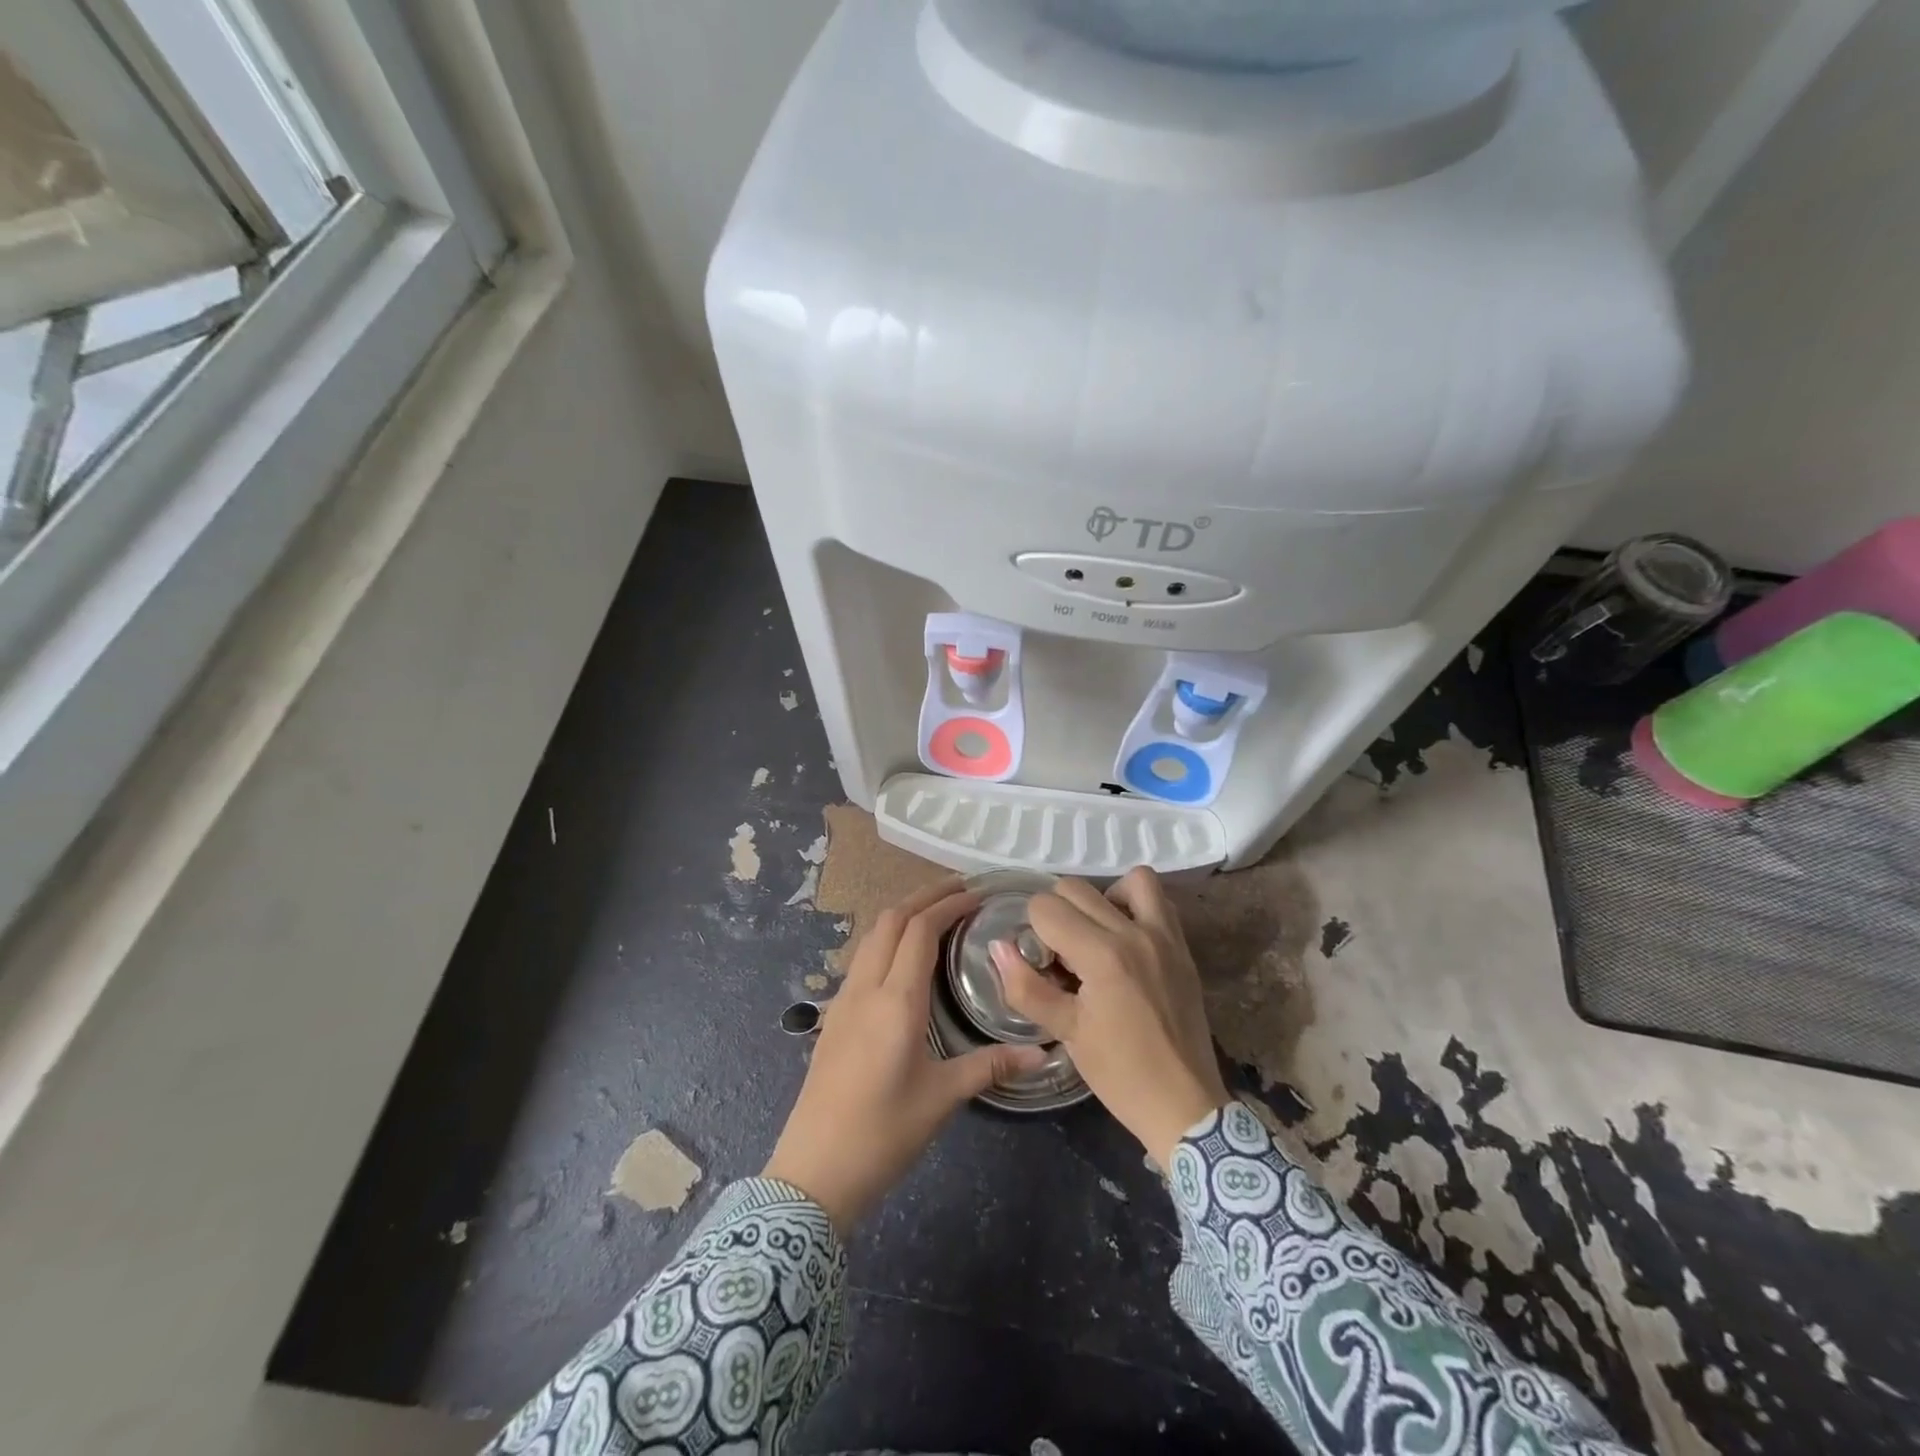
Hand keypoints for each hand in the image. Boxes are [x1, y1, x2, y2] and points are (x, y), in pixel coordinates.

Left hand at [764, 878, 1048, 1231]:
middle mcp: (865, 988)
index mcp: (895, 1001)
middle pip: (890, 921)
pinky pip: (862, 958)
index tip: (977, 894)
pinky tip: (904, 957)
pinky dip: (887, 938)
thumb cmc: (883, 1133)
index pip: (919, 930)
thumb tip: (1043, 1053)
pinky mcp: (834, 1016)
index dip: (947, 904)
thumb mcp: (942, 1098)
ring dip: (902, 915)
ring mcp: (843, 1000)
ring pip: (871, 936)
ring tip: (936, 913)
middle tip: (961, 890)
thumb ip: (991, 1066)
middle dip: (924, 897)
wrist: (814, 1172)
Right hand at [994, 867, 1228, 1166]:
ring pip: (1127, 879)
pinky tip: (1125, 939)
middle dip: (1057, 914)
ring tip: (1096, 934)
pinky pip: (1159, 900)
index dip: (1033, 931)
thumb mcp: (1065, 1032)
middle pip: (1076, 888)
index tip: (1042, 964)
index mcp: (1101, 955)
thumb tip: (998, 947)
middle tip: (1063, 955)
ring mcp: (1165, 936)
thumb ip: (1026, 986)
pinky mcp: (1183, 946)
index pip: (1046, 907)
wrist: (1184, 1104)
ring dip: (1103, 898)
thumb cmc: (1120, 1073)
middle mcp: (1134, 932)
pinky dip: (1136, 905)